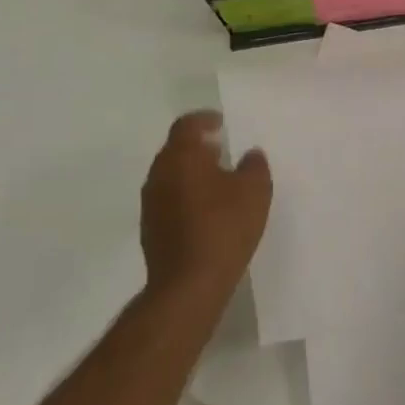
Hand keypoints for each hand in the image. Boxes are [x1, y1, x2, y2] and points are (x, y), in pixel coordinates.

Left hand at [139, 111, 272, 308]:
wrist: (188, 285)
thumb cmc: (223, 227)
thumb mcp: (255, 191)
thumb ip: (254, 166)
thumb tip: (250, 155)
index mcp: (181, 157)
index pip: (186, 125)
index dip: (204, 119)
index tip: (220, 123)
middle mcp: (159, 174)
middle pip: (175, 150)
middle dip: (197, 147)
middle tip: (220, 150)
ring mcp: (150, 204)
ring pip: (170, 176)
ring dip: (191, 173)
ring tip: (217, 181)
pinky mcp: (150, 230)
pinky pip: (168, 200)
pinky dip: (185, 196)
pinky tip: (206, 211)